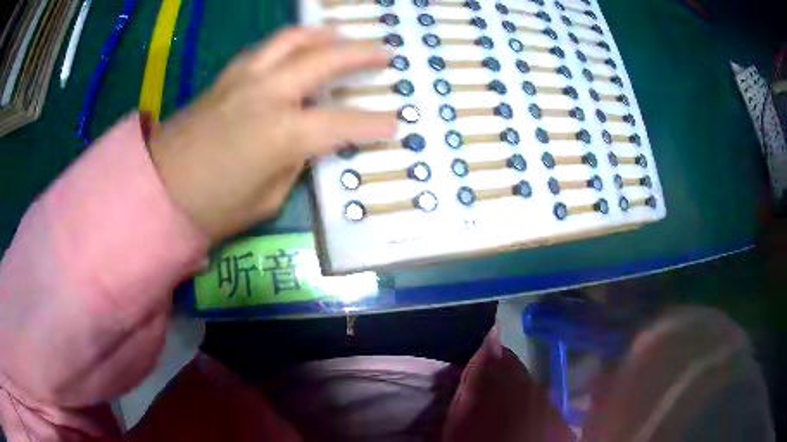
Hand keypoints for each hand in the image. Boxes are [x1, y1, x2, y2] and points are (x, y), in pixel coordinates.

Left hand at [150, 27, 396, 242]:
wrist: (158, 190)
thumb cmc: (213, 208)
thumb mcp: (268, 199)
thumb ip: (294, 163)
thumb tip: (307, 142)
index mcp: (283, 133)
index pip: (343, 123)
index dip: (374, 124)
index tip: (395, 123)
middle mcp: (269, 94)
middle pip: (325, 60)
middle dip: (361, 54)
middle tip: (384, 53)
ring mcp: (245, 79)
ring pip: (291, 40)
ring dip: (323, 34)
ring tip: (341, 34)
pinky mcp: (226, 77)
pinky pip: (264, 49)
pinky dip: (287, 43)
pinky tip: (295, 48)